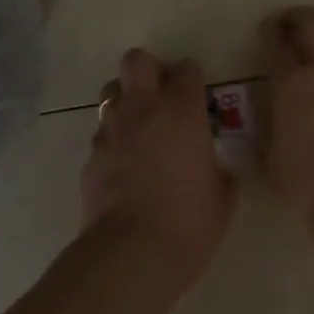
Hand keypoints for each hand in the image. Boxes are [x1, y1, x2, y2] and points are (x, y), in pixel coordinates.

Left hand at [82, 49, 235, 294]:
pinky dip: (112, 141)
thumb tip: (213, 166)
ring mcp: (112, 130)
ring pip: (111, 91)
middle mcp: (143, 108)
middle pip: (137, 60)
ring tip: (138, 128)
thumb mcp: (223, 196)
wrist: (132, 254)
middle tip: (161, 97)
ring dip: (125, 102)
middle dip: (148, 70)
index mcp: (182, 110)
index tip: (197, 98)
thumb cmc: (188, 222)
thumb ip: (219, 169)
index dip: (192, 80)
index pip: (186, 69)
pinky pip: (101, 133)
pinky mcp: (91, 155)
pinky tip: (122, 166)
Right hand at [260, 6, 313, 232]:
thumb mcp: (270, 160)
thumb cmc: (308, 189)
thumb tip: (271, 117)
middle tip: (287, 26)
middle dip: (297, 16)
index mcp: (291, 84)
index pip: (275, 45)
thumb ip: (270, 127)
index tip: (264, 35)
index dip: (268, 35)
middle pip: (313, 21)